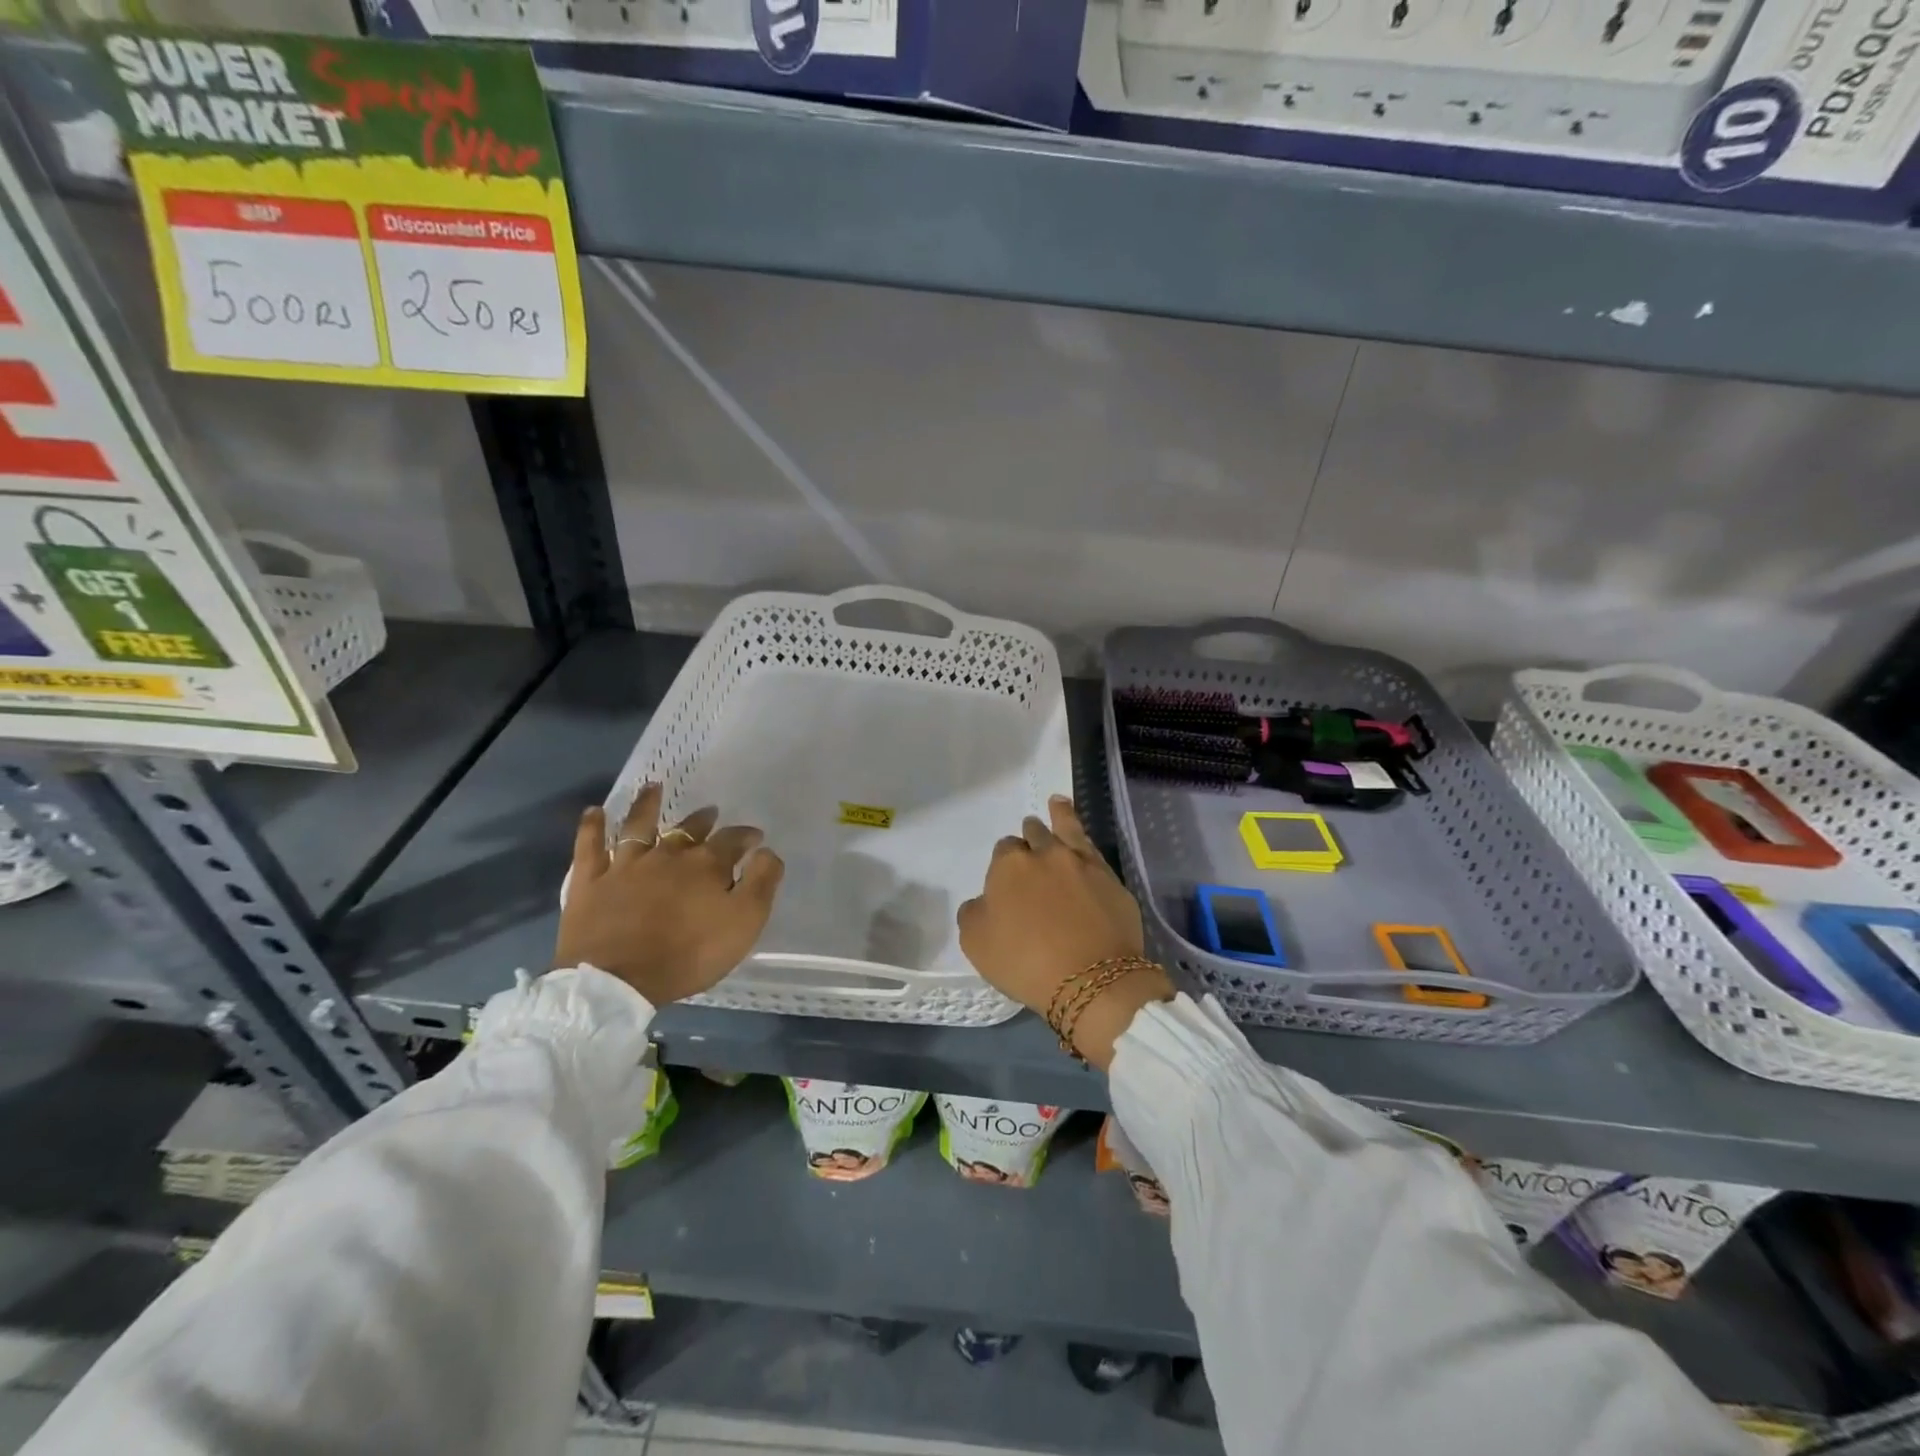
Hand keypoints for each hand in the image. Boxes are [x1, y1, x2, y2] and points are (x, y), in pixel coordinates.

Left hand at [554, 784, 784, 1005]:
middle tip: (710, 813)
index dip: (746, 836)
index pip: (733, 840)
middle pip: (689, 829)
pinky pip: (590, 846)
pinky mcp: (591, 881)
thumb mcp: (743, 924)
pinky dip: (592, 827)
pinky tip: (594, 811)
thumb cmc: (687, 955)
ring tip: (653, 787)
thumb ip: (761, 884)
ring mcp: (626, 865)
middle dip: (703, 820)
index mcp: (706, 865)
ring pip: (638, 826)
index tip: (755, 837)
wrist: (616, 981)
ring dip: (647, 805)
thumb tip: (767, 852)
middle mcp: (668, 854)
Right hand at [957, 795, 1172, 1069]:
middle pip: (1035, 835)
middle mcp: (1046, 854)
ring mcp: (1083, 864)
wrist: (1093, 981)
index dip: (1004, 863)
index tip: (1007, 879)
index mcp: (1010, 866)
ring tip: (1057, 804)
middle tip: (1030, 840)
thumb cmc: (1025, 963)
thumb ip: (974, 913)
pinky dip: (1084, 838)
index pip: (1003, 850)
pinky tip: (1083, 839)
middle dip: (1030, 837)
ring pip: (1068, 829)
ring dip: (1059, 816)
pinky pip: (1093, 851)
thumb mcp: (977, 944)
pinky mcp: (1112, 880)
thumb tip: (984, 901)